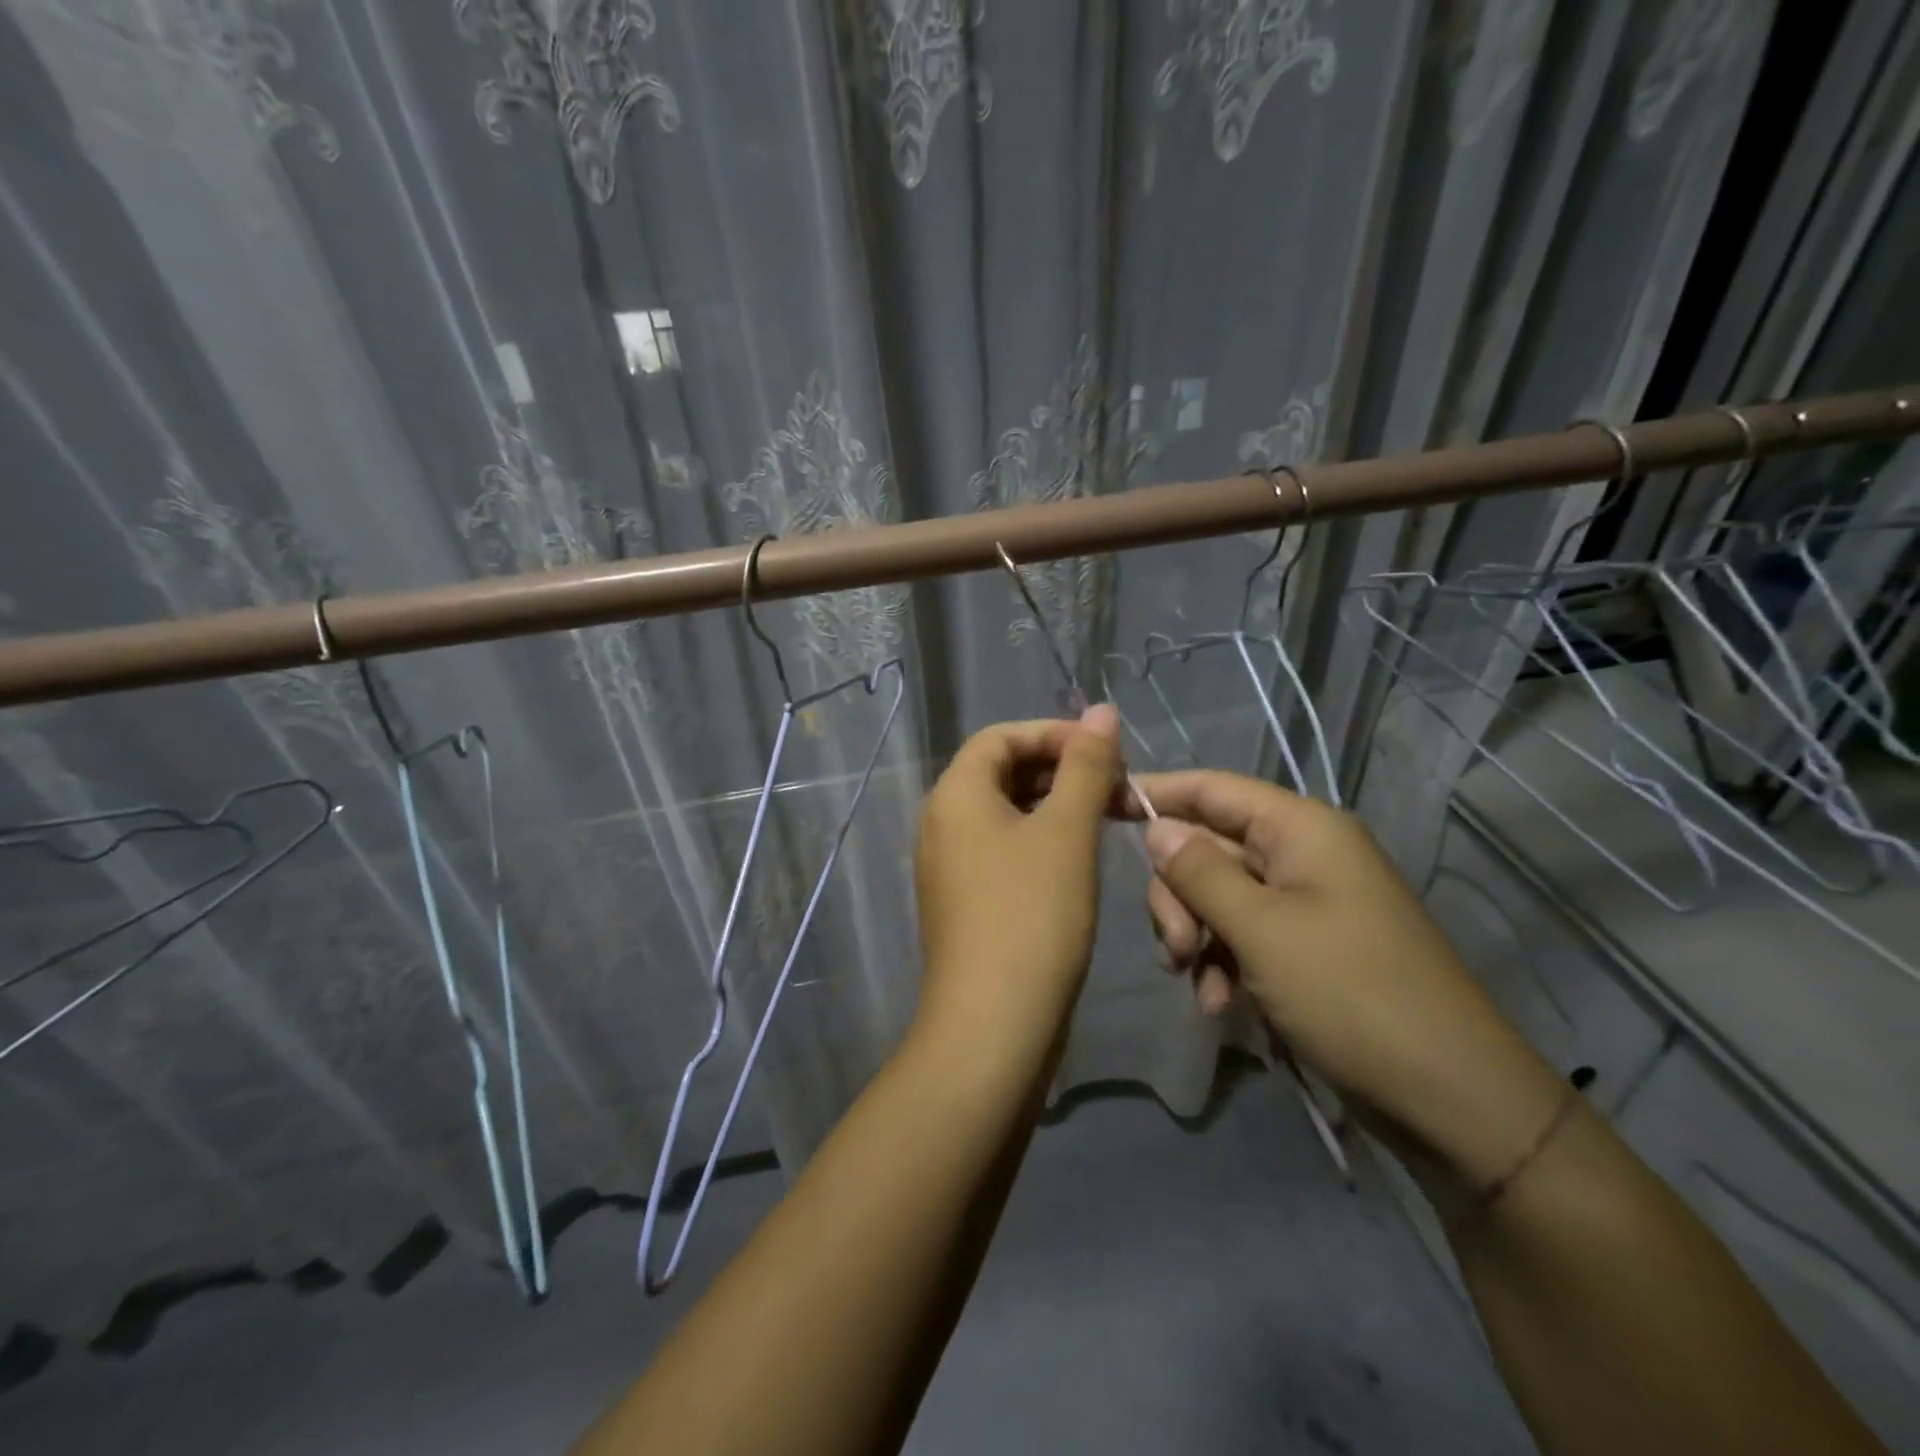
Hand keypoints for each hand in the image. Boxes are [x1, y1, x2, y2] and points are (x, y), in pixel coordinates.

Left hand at [913, 707, 1122, 1061]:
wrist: (994, 1025)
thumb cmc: (1032, 914)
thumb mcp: (1067, 831)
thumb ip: (1086, 766)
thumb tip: (1102, 710)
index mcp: (955, 794)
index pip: (1000, 736)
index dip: (1054, 732)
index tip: (1106, 749)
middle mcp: (941, 823)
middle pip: (1000, 771)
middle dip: (1059, 768)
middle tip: (1114, 784)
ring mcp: (950, 866)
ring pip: (1005, 813)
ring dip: (1054, 804)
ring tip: (1106, 816)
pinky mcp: (965, 901)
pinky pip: (1002, 849)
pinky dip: (1040, 839)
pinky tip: (1078, 857)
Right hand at [1123, 771, 1565, 1190]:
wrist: (1451, 1098)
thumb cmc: (1352, 995)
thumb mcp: (1261, 929)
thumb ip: (1199, 871)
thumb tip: (1157, 827)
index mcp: (1301, 830)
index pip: (1212, 788)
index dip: (1155, 792)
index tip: (1100, 805)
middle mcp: (1303, 855)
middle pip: (1209, 848)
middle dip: (1179, 896)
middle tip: (1179, 949)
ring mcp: (1307, 903)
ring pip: (1218, 896)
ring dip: (1198, 937)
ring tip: (1202, 986)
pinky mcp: (1308, 947)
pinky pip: (1244, 935)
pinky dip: (1224, 964)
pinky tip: (1223, 1004)